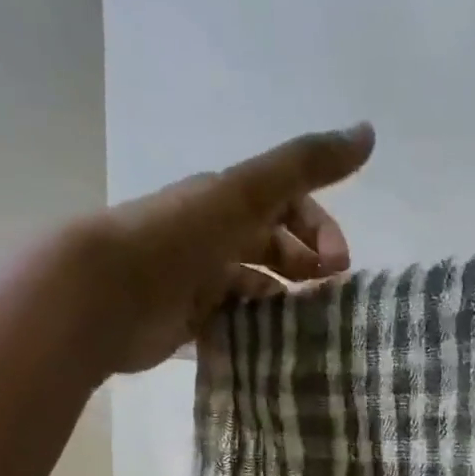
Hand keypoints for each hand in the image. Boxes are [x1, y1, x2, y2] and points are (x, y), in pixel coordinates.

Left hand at [71, 123, 374, 376]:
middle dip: (307, 266)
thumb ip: (304, 164)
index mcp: (226, 199)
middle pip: (273, 246)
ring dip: (285, 300)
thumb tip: (369, 132)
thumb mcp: (246, 193)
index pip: (288, 205)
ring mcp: (199, 278)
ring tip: (308, 324)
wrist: (105, 293)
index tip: (339, 266)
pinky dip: (256, 329)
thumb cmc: (177, 238)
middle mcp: (214, 234)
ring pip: (255, 285)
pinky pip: (233, 321)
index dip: (320, 230)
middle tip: (329, 296)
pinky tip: (275, 344)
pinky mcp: (188, 319)